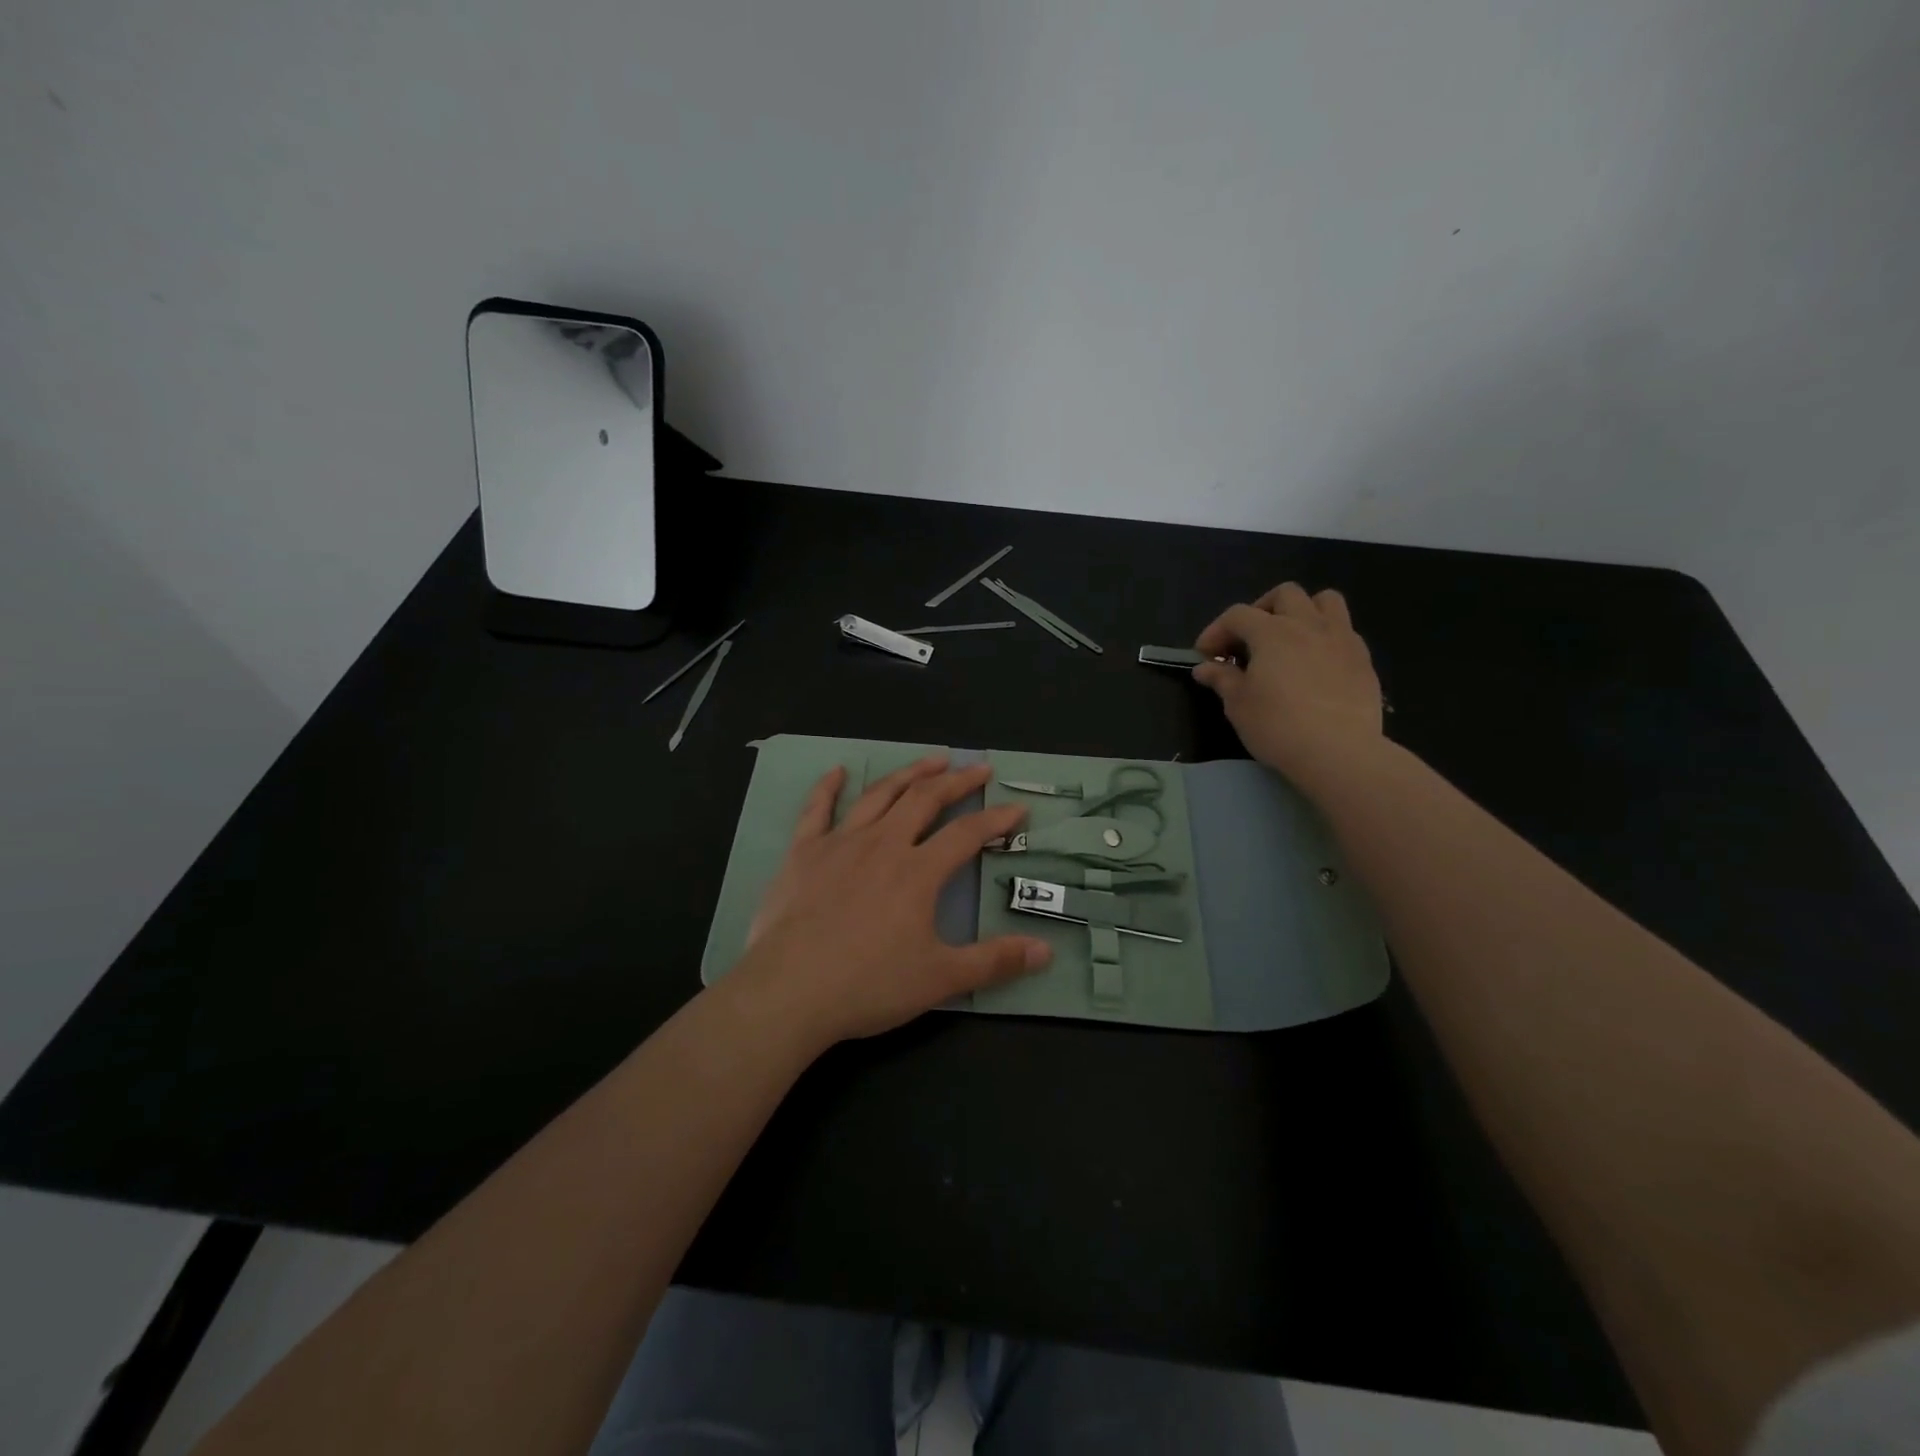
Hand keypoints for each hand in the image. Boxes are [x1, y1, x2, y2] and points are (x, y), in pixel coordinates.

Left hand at [731, 756, 1052, 1047]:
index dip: (996, 819)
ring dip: (908, 773)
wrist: (789, 992)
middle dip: (956, 781)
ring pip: (880, 795)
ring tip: (931, 759)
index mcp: (918, 871)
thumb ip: (994, 961)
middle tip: (978, 768)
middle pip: (925, 799)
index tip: (1017, 808)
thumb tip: (1045, 951)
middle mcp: (882, 845)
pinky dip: (829, 787)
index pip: (967, 834)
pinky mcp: (803, 853)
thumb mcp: (940, 978)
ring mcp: (840, 843)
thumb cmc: (868, 985)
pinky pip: (817, 809)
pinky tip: (838, 771)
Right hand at [1192, 583, 1383, 793]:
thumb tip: (1205, 667)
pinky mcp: (1363, 659)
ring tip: (1290, 638)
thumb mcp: (1238, 705)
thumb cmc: (1278, 726)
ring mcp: (1341, 638)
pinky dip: (1325, 637)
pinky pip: (1344, 631)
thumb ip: (1222, 679)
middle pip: (1284, 594)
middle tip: (1249, 640)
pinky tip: (1316, 663)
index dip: (1216, 630)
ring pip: (1324, 601)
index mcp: (1272, 632)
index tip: (1206, 655)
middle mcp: (1308, 624)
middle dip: (1261, 610)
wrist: (1339, 752)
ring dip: (1302, 611)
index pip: (1237, 615)